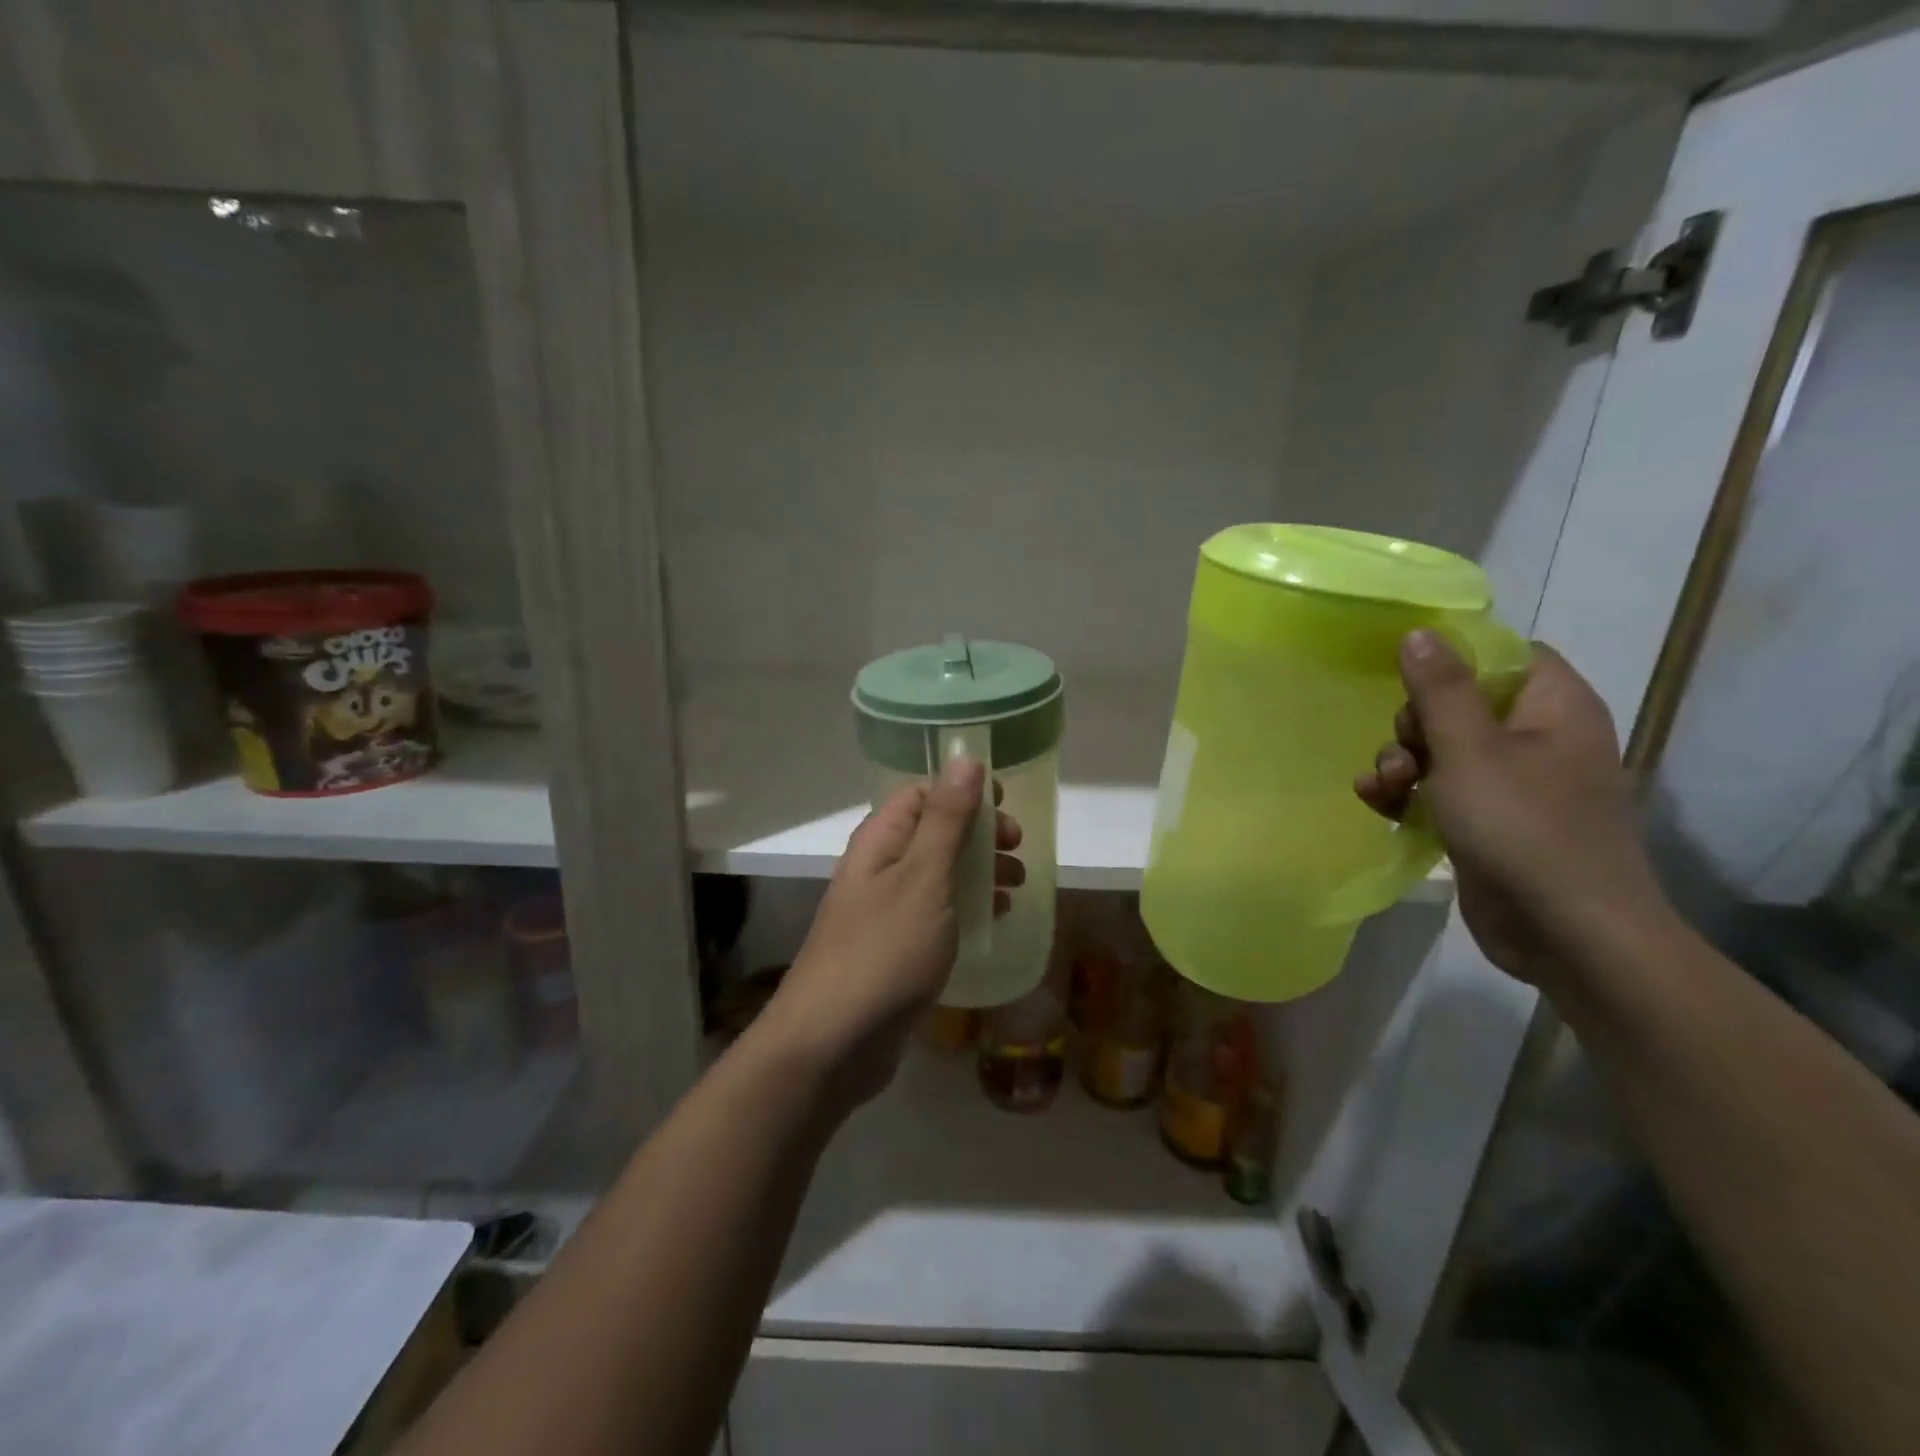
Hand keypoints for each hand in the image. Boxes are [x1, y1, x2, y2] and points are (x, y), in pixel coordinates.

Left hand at [760, 757, 1023, 1109]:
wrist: (832, 1042)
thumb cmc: (884, 951)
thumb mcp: (923, 878)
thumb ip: (946, 820)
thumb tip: (964, 757)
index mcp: (880, 841)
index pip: (921, 793)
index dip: (963, 792)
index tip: (1006, 806)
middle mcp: (879, 868)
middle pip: (933, 832)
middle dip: (979, 835)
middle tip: (1018, 851)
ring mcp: (884, 912)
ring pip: (938, 874)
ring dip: (978, 872)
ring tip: (1017, 885)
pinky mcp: (894, 950)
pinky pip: (937, 914)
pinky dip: (967, 908)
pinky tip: (994, 921)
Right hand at [1354, 631, 1668, 988]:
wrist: (1565, 933)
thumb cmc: (1524, 827)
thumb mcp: (1471, 750)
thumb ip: (1440, 689)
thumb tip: (1420, 632)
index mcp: (1553, 708)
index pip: (1505, 655)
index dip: (1455, 658)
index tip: (1407, 674)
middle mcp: (1536, 739)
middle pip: (1459, 703)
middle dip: (1414, 724)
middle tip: (1406, 750)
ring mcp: (1510, 784)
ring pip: (1439, 749)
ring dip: (1399, 762)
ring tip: (1385, 787)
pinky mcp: (1485, 821)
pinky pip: (1437, 790)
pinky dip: (1406, 794)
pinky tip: (1377, 804)